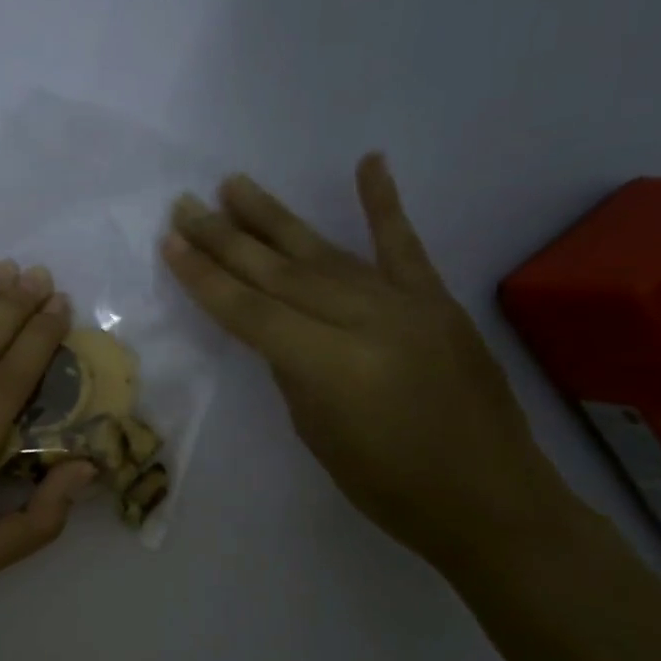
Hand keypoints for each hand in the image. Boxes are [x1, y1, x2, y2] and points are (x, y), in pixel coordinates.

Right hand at [162, 155, 565, 570]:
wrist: (491, 498)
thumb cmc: (389, 486)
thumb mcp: (317, 433)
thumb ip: (293, 369)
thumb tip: (278, 327)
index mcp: (329, 364)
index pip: (250, 311)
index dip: (205, 277)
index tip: (170, 242)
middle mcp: (365, 321)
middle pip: (279, 272)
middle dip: (226, 238)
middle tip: (186, 205)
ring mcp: (406, 304)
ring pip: (324, 253)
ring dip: (275, 218)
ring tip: (235, 185)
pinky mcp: (437, 300)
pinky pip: (403, 246)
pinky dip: (384, 203)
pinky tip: (368, 162)